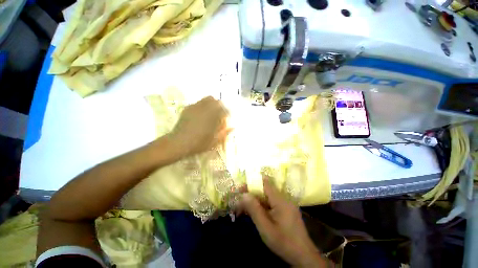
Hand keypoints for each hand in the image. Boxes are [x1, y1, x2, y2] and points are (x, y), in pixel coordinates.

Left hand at [169, 96, 230, 156]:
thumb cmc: (199, 144)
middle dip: (220, 106)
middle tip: (219, 114)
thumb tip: (233, 127)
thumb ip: (224, 133)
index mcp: (213, 117)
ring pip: (206, 99)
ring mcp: (195, 107)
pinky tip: (200, 114)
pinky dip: (202, 106)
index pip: (224, 109)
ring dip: (211, 104)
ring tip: (211, 112)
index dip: (227, 113)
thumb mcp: (214, 141)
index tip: (227, 117)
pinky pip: (198, 103)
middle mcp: (205, 109)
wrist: (178, 143)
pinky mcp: (187, 109)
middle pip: (216, 101)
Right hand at [240, 178, 327, 267]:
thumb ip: (254, 209)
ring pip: (267, 197)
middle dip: (252, 193)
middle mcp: (284, 198)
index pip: (265, 183)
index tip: (241, 189)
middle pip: (265, 189)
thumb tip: (244, 194)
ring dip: (256, 200)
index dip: (252, 183)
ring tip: (244, 208)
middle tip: (240, 201)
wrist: (303, 256)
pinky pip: (271, 203)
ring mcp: (286, 203)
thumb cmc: (284, 242)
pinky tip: (255, 212)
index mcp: (280, 200)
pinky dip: (262, 206)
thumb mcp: (265, 228)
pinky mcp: (286, 209)